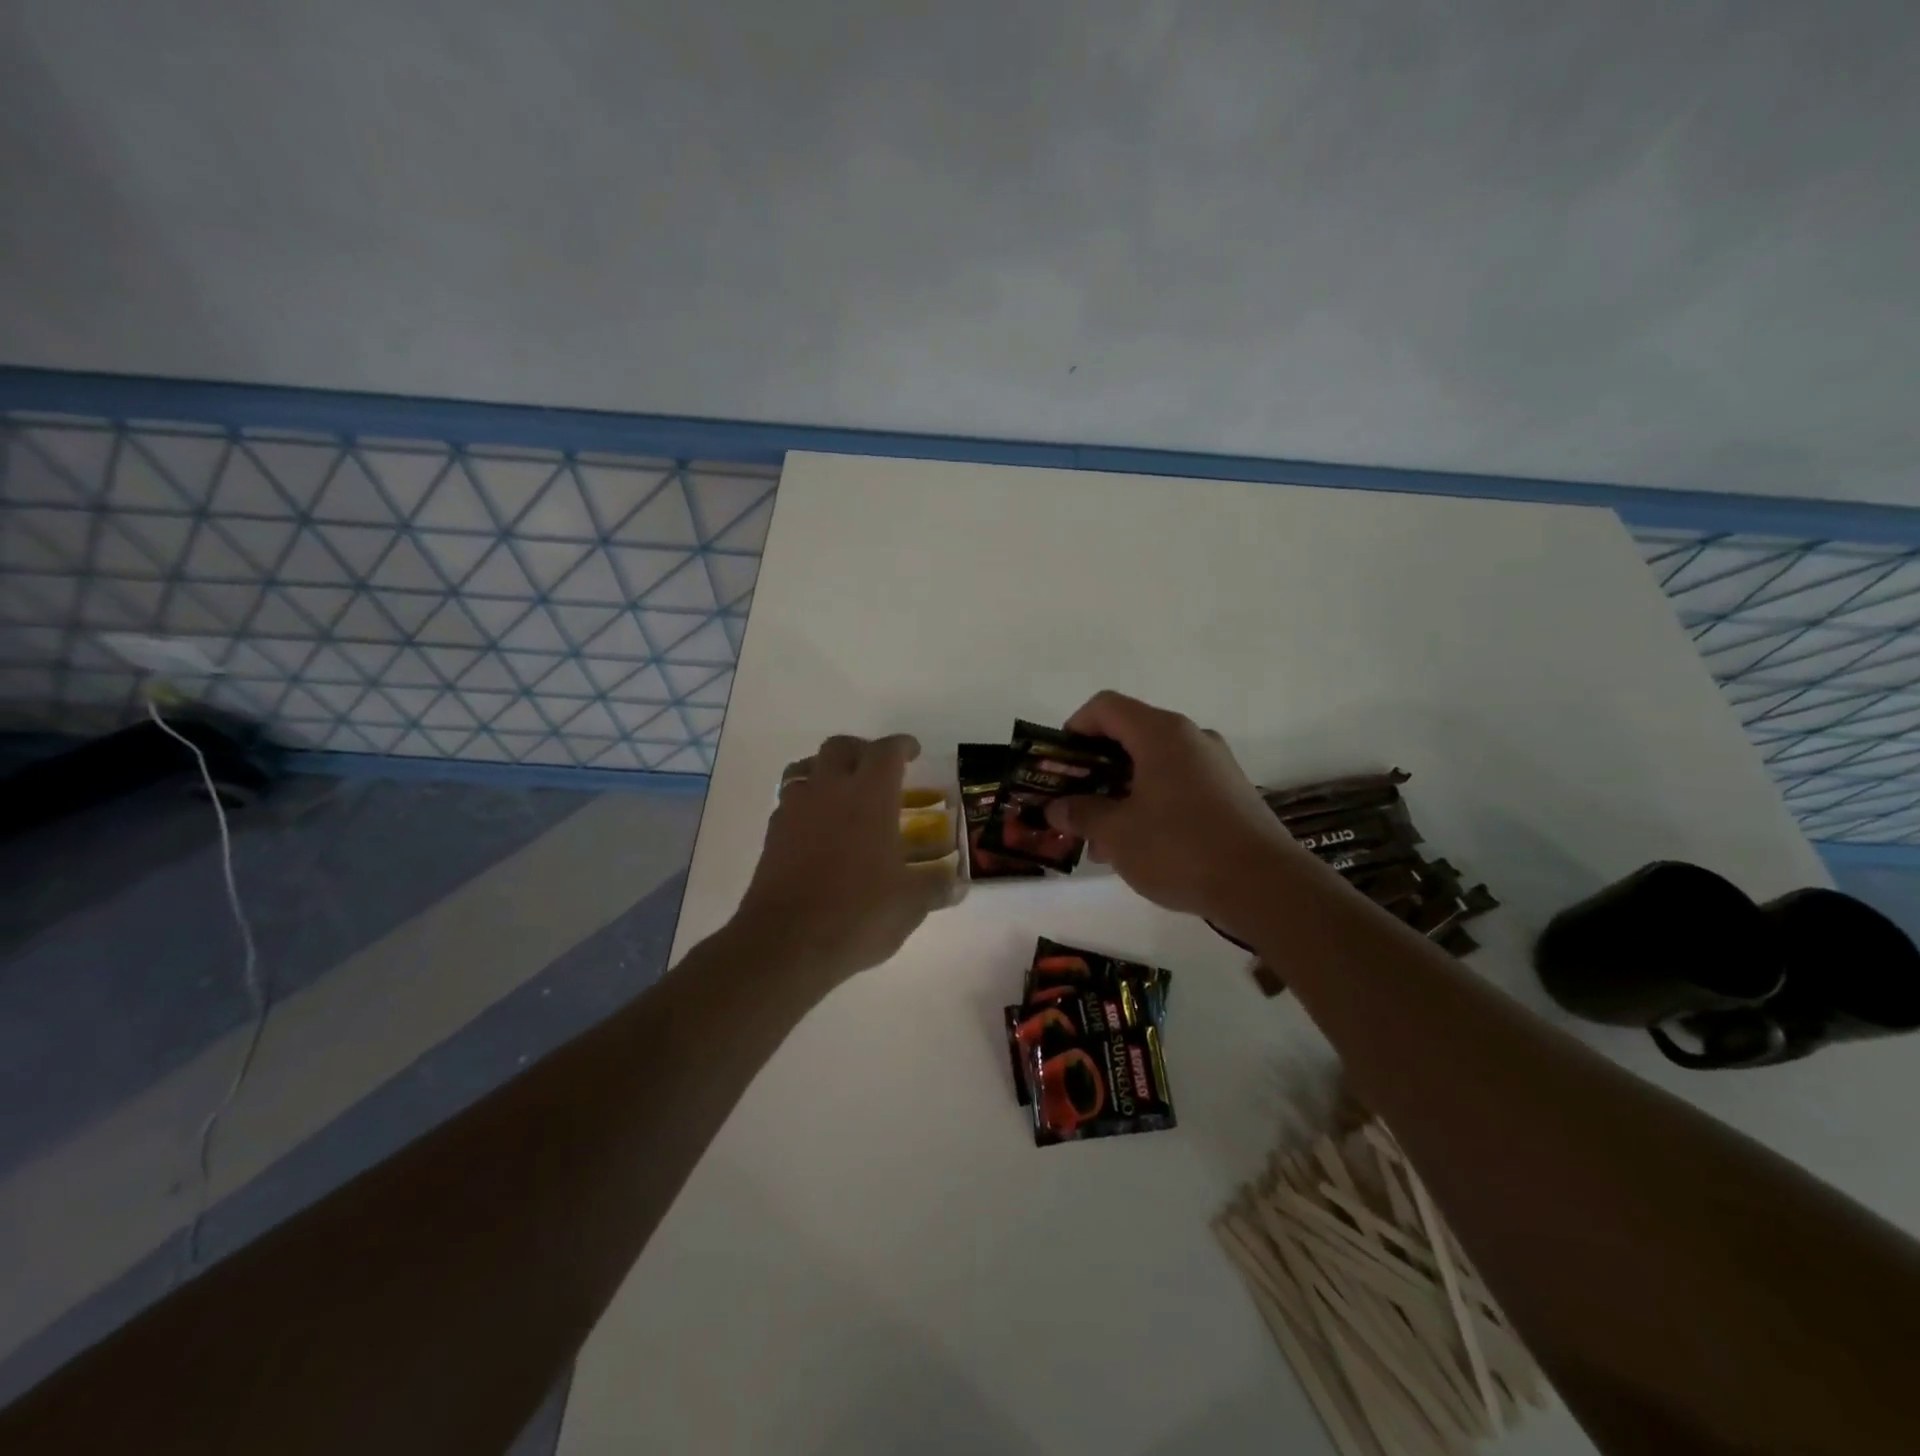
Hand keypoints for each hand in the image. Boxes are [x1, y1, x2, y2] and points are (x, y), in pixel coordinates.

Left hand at [734, 734, 951, 984]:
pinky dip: (807, 802)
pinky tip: (818, 828)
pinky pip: (790, 801)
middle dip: (862, 749)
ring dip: (826, 770)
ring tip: (842, 791)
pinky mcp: (772, 834)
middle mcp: (829, 790)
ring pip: (806, 767)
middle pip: (840, 747)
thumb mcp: (910, 904)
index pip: (886, 751)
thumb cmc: (858, 913)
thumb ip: (936, 887)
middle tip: (877, 768)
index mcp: (869, 796)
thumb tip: (958, 885)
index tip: (913, 751)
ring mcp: (795, 810)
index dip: (902, 746)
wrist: (786, 942)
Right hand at [1043, 691, 1304, 931]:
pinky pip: (1178, 784)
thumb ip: (1081, 814)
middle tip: (1075, 807)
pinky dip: (1151, 803)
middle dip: (1095, 771)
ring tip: (1103, 840)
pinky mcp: (1231, 792)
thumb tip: (1057, 808)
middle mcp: (1191, 738)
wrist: (1265, 886)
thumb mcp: (1117, 834)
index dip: (1074, 728)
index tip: (1059, 766)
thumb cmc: (1180, 848)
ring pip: (1153, 765)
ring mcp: (1215, 764)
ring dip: (1121, 793)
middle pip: (1129, 736)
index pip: (1105, 707)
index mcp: (1160, 733)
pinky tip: (1140, 846)